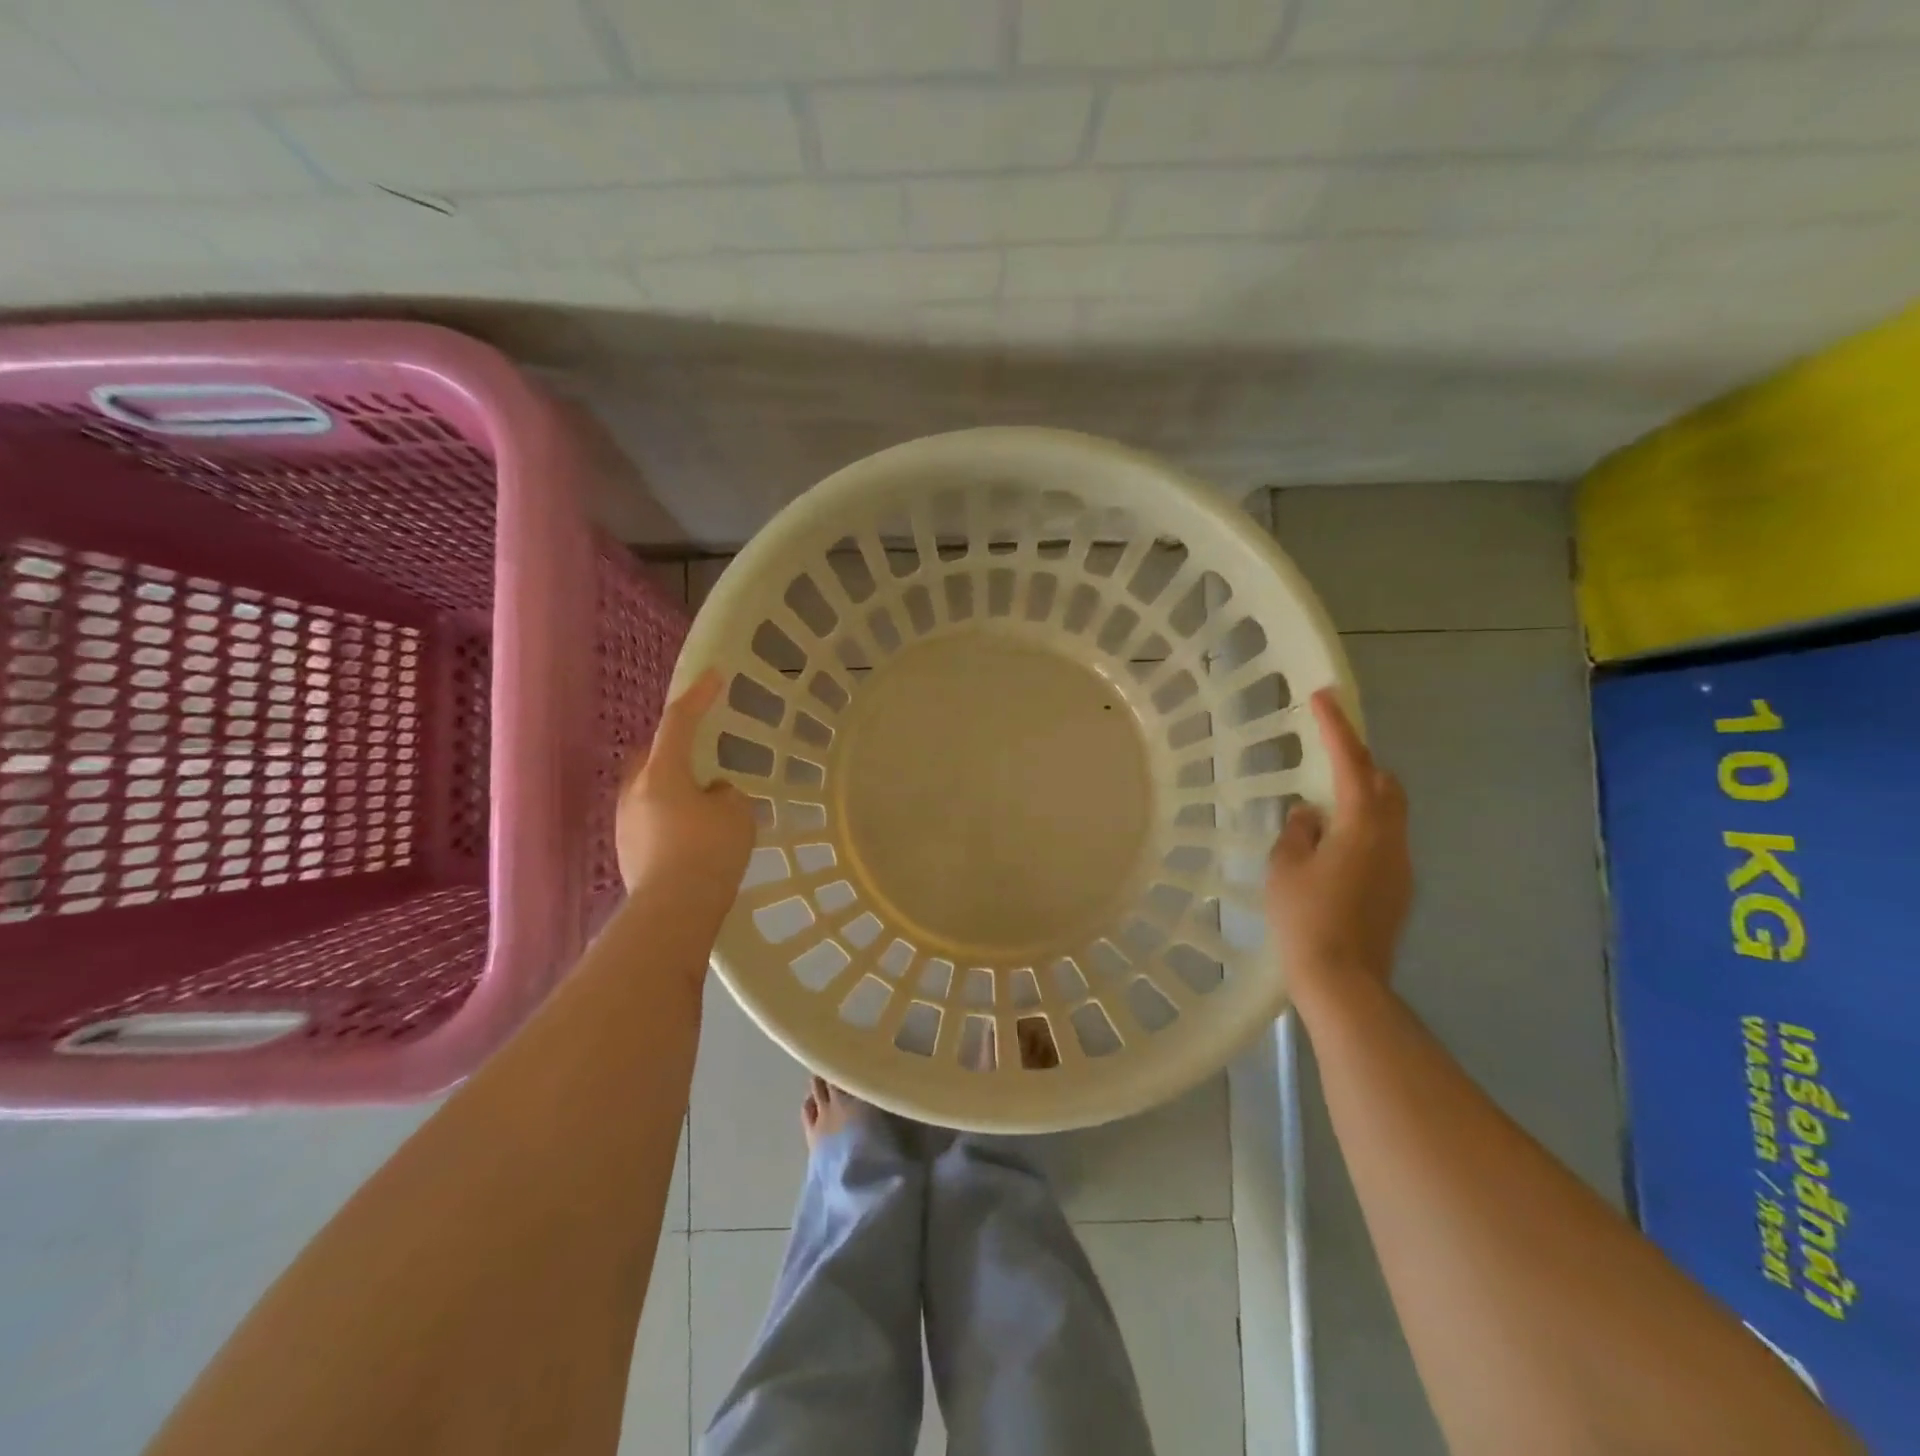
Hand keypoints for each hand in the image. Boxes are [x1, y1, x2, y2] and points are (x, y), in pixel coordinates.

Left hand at [616, 669, 755, 899]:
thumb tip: (711, 794)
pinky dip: (669, 816)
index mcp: (662, 773)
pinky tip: (691, 837)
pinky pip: (650, 818)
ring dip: (672, 787)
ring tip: (703, 804)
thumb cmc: (710, 852)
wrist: (673, 911)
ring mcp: (625, 822)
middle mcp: (635, 791)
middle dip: (675, 748)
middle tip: (702, 755)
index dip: (699, 696)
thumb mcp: (737, 814)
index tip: (715, 675)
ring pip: (649, 789)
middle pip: (653, 755)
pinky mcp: (626, 850)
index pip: (680, 722)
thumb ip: (726, 794)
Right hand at [1266, 688, 1412, 1012]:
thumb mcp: (1285, 868)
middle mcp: (1392, 839)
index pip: (1351, 762)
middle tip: (1325, 760)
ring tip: (1321, 813)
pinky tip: (1331, 855)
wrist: (1344, 982)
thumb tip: (1309, 816)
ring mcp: (1401, 867)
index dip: (1336, 727)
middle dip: (1359, 764)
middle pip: (1385, 785)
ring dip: (1360, 801)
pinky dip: (1361, 832)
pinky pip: (1383, 844)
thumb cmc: (1306, 918)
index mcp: (1362, 825)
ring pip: (1388, 816)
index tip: (1323, 696)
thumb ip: (1297, 833)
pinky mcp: (1399, 891)